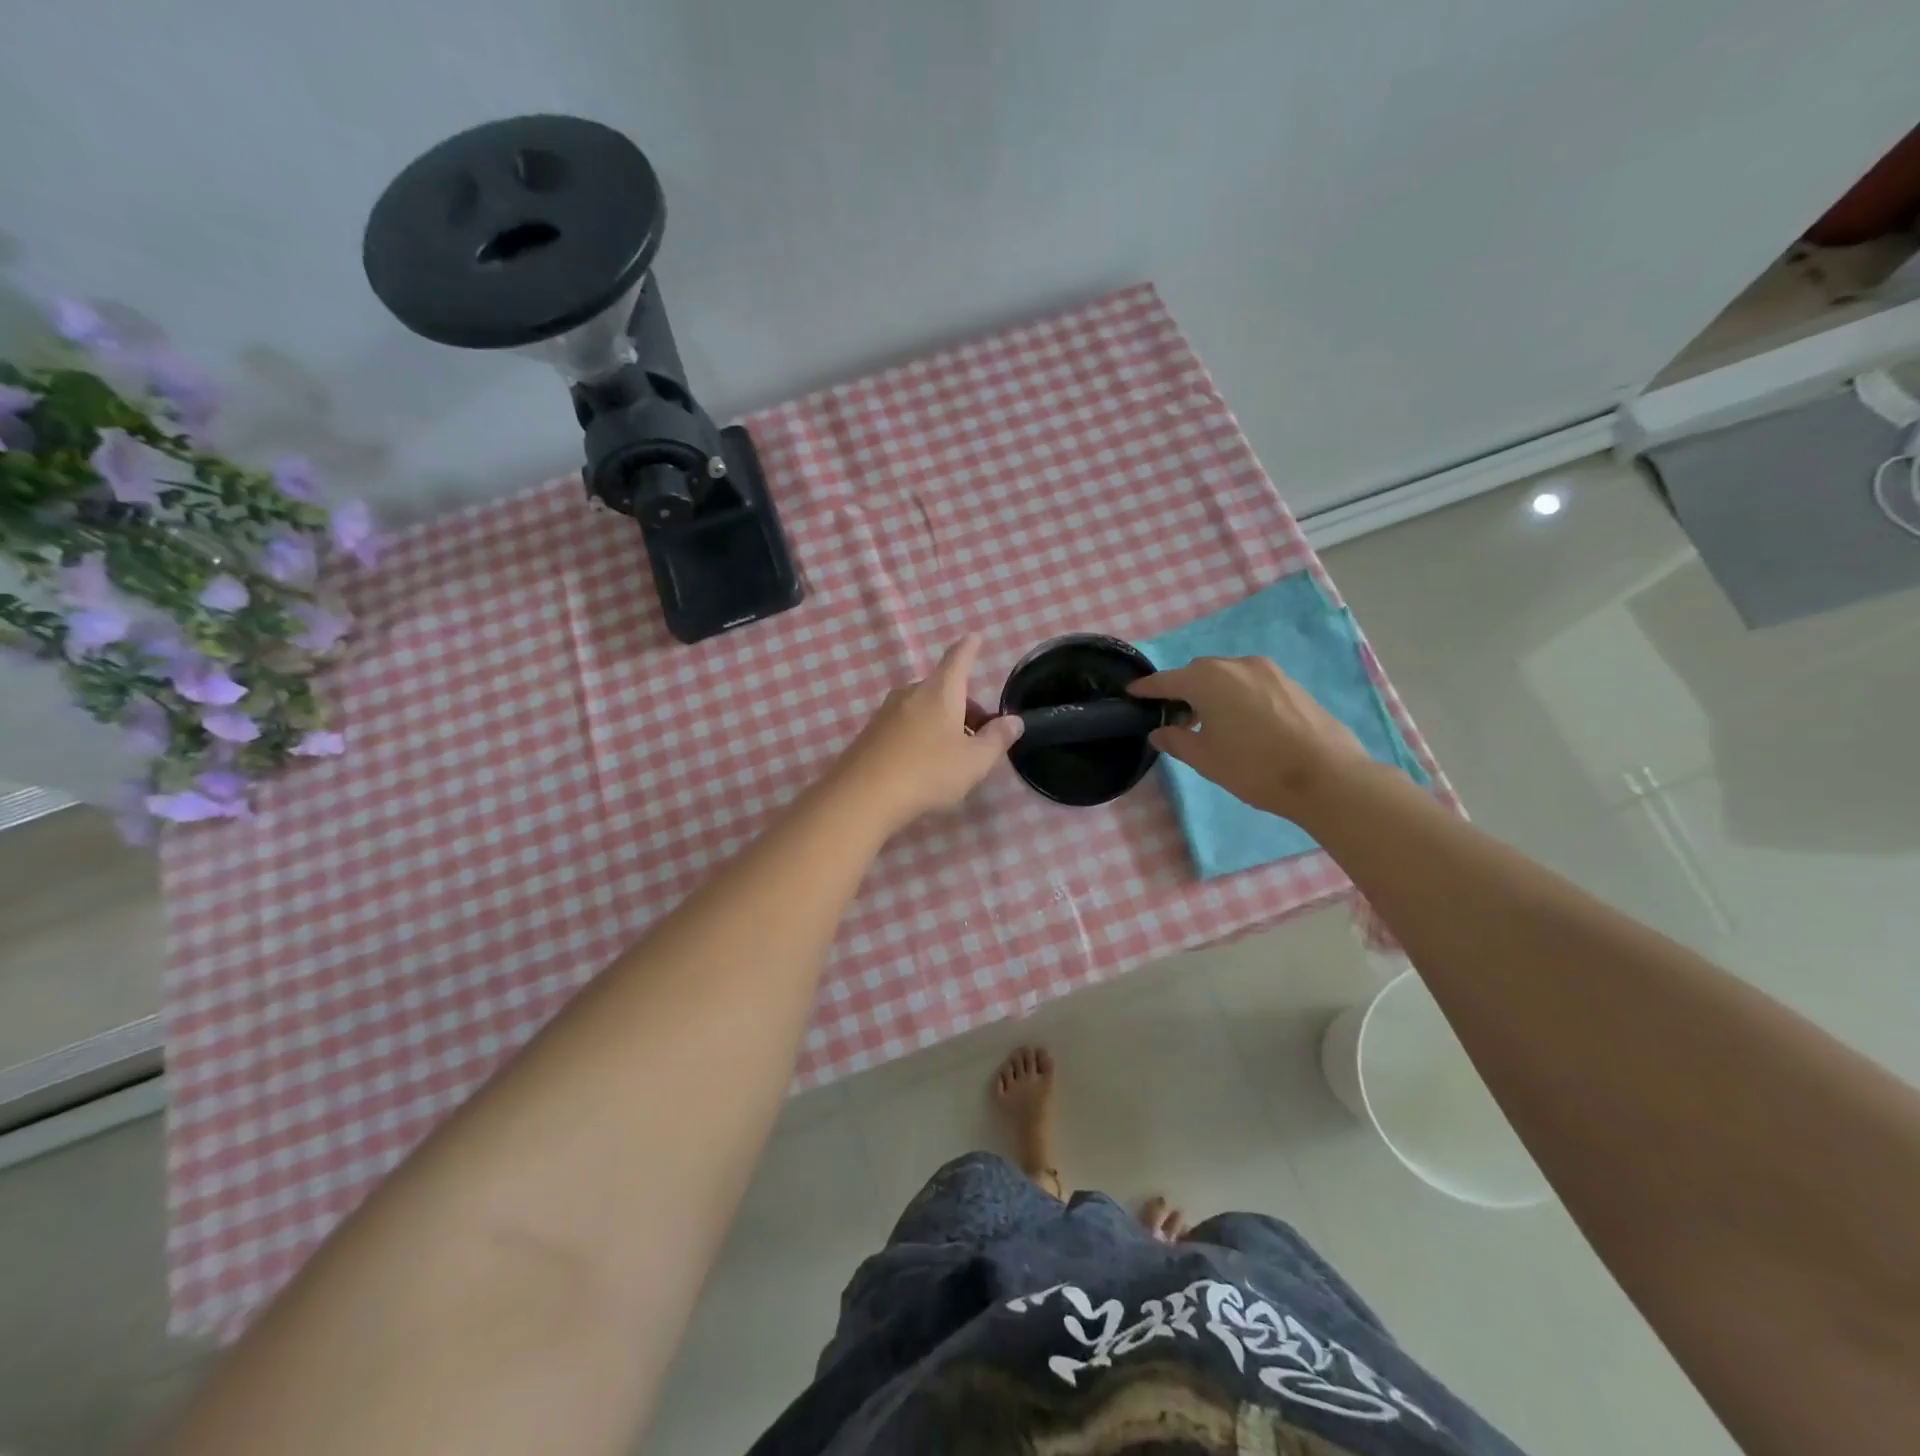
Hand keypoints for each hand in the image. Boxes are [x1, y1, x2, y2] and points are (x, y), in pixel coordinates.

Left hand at [834, 634, 1023, 832]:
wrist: (863, 795)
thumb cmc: (928, 772)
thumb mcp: (974, 762)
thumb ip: (997, 740)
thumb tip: (1013, 721)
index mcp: (940, 692)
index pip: (958, 659)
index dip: (969, 648)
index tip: (974, 637)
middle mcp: (911, 693)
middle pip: (942, 689)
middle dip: (963, 705)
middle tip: (979, 734)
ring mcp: (886, 712)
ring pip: (923, 708)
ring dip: (941, 722)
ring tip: (953, 754)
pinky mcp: (870, 733)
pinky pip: (904, 725)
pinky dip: (920, 734)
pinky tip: (923, 764)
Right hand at [1128, 655, 1372, 819]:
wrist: (1326, 776)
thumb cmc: (1255, 767)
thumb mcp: (1206, 759)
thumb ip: (1177, 741)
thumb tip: (1159, 732)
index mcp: (1208, 680)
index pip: (1167, 680)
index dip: (1147, 688)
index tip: (1132, 692)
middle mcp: (1237, 666)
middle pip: (1199, 672)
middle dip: (1183, 689)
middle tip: (1175, 716)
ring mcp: (1269, 672)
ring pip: (1228, 676)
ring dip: (1212, 691)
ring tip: (1209, 721)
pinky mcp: (1291, 684)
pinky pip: (1252, 683)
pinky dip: (1238, 695)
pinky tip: (1242, 722)